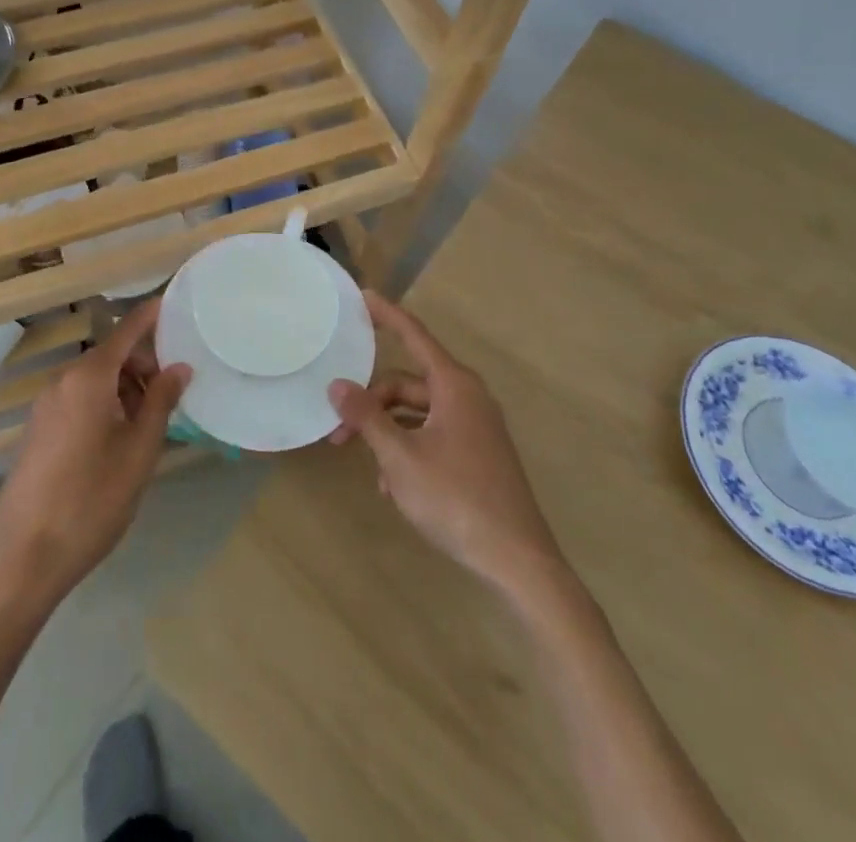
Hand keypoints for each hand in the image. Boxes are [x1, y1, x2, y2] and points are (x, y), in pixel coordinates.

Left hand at [0, 299, 189, 605]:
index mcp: (88, 378)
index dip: (151, 315)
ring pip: (95, 379)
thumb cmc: (91, 500)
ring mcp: (45, 405)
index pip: (126, 330)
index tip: (176, 304)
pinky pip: (78, 399)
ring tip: (149, 424)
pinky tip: (119, 440)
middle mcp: (63, 381)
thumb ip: (160, 402)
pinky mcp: (38, 429)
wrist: (23, 557)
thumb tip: (179, 367)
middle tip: (172, 395)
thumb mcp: (139, 451)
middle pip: (111, 355)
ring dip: (125, 388)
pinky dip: (104, 404)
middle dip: (143, 365)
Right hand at [329, 292, 559, 595]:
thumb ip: (367, 417)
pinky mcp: (477, 453)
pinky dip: (409, 449)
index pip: (413, 334)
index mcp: (453, 385)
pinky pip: (433, 435)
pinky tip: (395, 487)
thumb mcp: (400, 457)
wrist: (518, 561)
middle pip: (407, 383)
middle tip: (338, 433)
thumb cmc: (456, 498)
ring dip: (388, 433)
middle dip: (371, 403)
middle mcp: (467, 397)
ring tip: (370, 471)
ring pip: (417, 413)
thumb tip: (337, 385)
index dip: (386, 314)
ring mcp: (475, 426)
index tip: (362, 294)